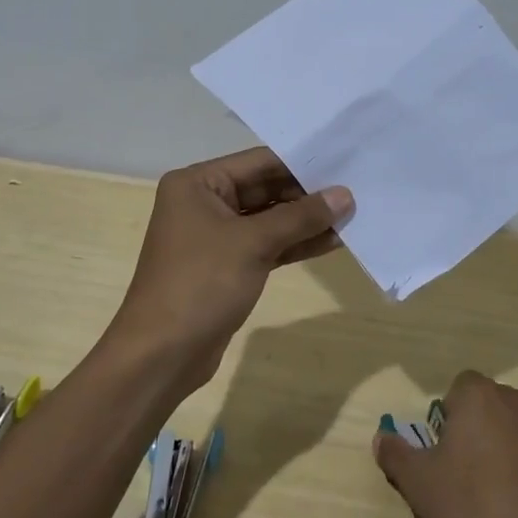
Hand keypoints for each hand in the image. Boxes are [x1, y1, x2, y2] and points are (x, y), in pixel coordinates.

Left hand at [104, 147, 353, 391]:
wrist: (162, 354)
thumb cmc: (201, 284)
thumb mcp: (253, 243)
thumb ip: (300, 217)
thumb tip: (345, 195)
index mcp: (197, 183)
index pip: (259, 162)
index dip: (302, 164)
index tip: (345, 164)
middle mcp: (204, 202)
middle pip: (265, 189)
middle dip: (307, 195)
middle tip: (355, 192)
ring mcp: (215, 236)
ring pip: (268, 220)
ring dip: (306, 221)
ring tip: (352, 217)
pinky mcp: (228, 266)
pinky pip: (267, 245)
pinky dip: (294, 244)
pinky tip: (332, 242)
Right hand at [373, 371, 517, 517]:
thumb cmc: (471, 511)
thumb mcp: (418, 484)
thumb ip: (396, 453)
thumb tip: (381, 437)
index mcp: (480, 397)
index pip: (459, 387)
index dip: (448, 415)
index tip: (443, 450)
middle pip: (490, 404)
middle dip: (476, 428)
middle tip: (462, 471)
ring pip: (516, 428)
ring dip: (504, 446)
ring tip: (493, 492)